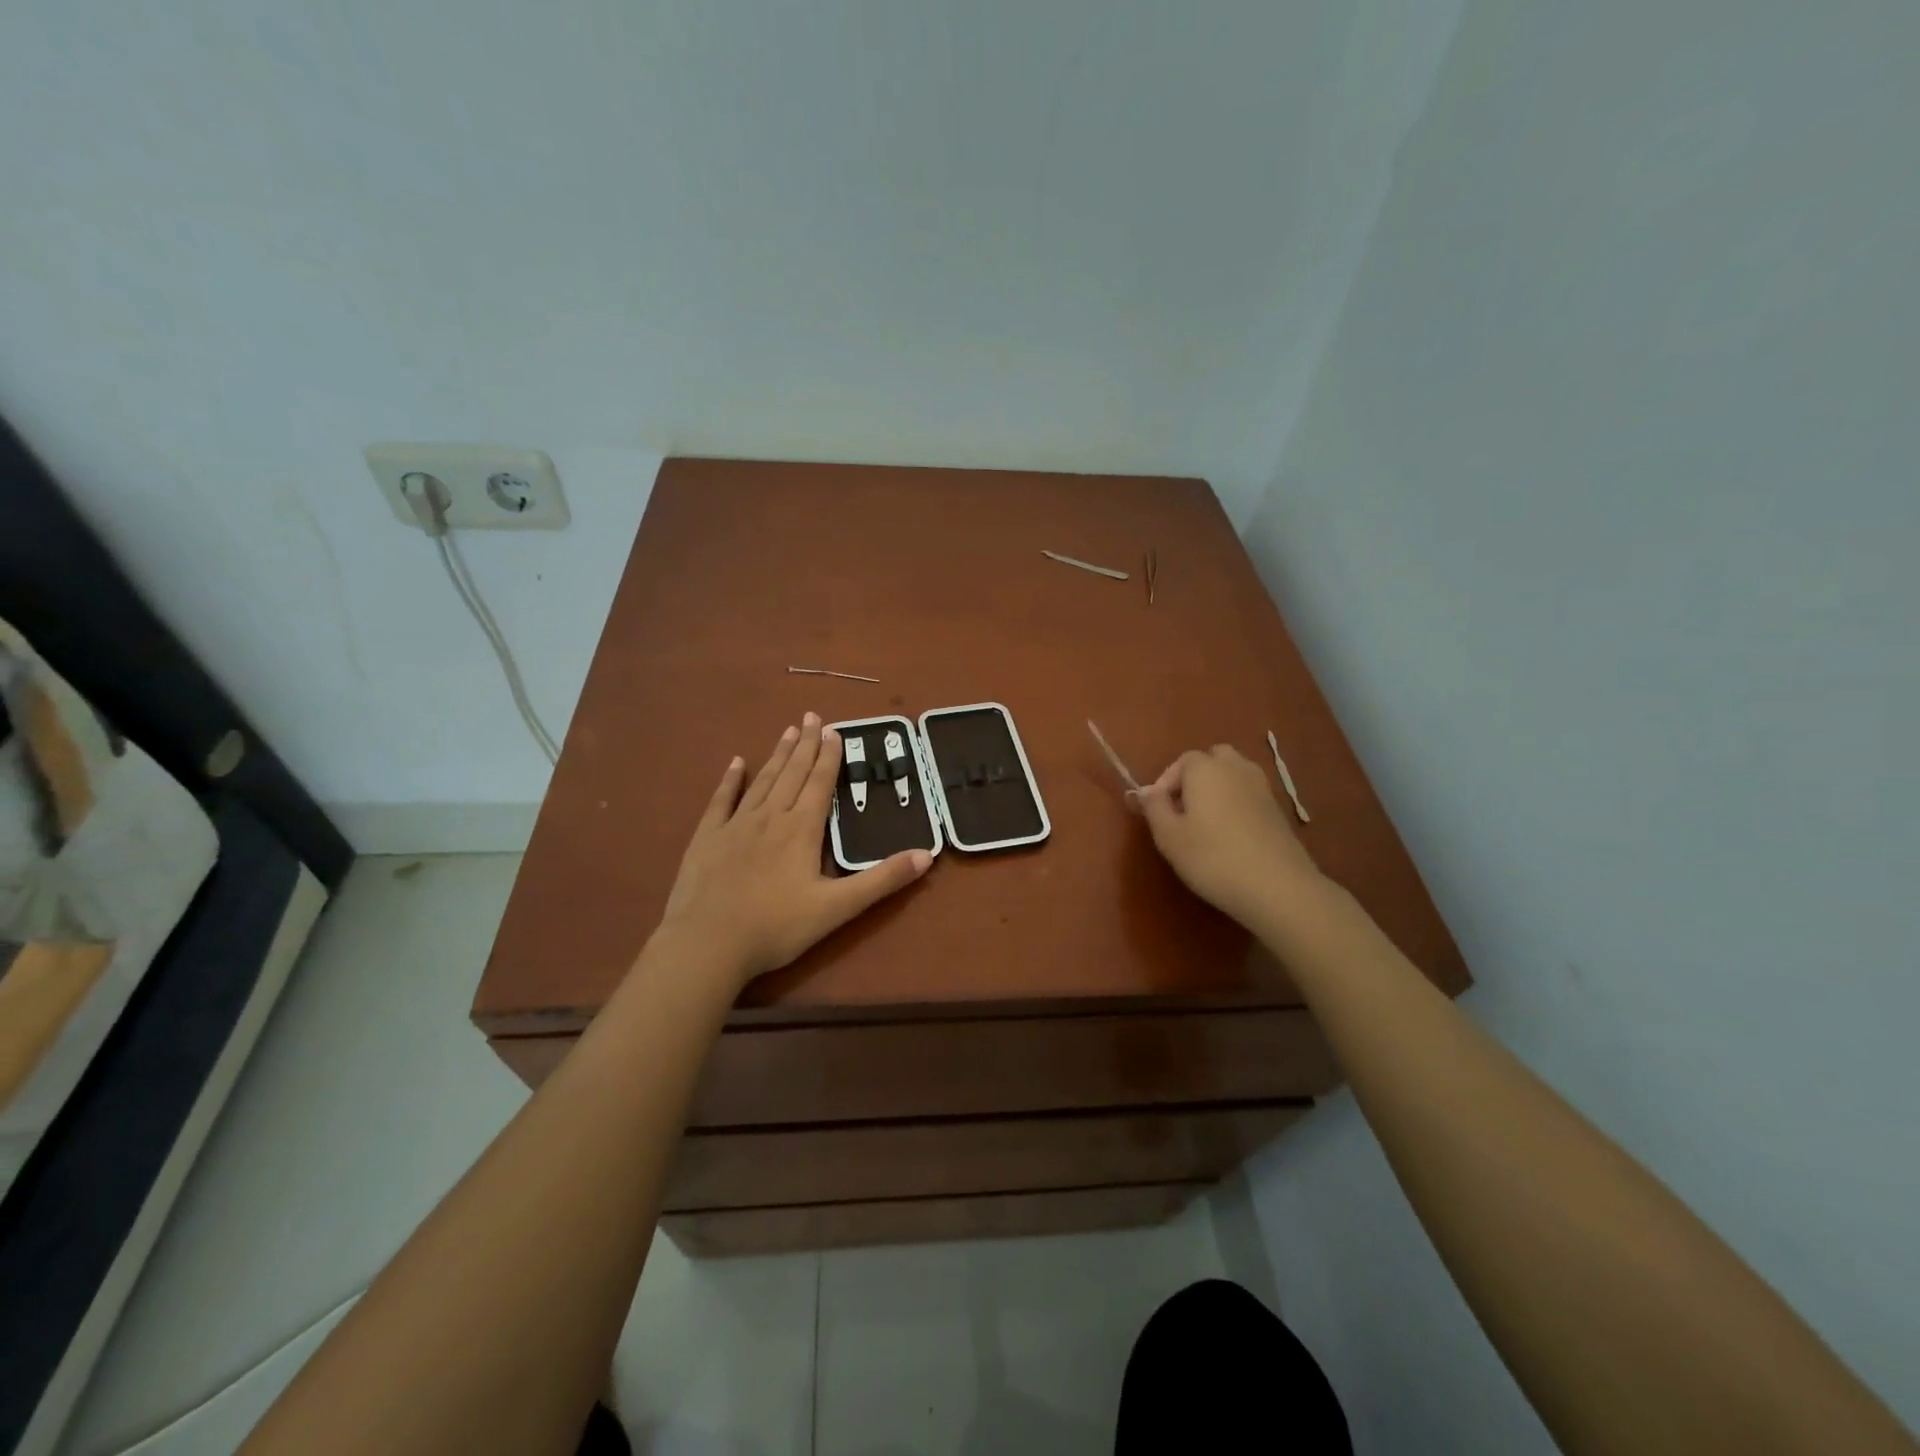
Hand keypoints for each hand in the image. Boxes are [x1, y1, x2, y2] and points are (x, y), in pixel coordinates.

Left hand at [657, 713, 932, 987]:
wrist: (707, 945)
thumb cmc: (776, 928)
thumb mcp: (838, 908)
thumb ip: (882, 880)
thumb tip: (927, 855)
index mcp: (801, 829)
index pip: (820, 783)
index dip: (829, 756)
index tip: (834, 730)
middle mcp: (770, 817)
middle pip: (792, 773)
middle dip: (806, 744)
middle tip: (812, 716)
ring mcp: (735, 825)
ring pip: (762, 781)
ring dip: (778, 755)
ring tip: (788, 730)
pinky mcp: (707, 838)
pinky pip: (722, 800)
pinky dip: (731, 779)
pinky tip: (737, 762)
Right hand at [1134, 745, 1324, 929]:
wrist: (1277, 886)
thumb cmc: (1212, 858)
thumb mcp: (1169, 836)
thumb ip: (1154, 807)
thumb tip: (1146, 790)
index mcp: (1205, 769)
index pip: (1182, 761)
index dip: (1166, 782)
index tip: (1159, 810)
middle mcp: (1236, 768)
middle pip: (1213, 758)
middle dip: (1195, 777)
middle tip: (1184, 809)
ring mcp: (1262, 787)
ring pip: (1235, 774)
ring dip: (1218, 788)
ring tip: (1205, 821)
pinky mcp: (1278, 809)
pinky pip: (1249, 793)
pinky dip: (1237, 803)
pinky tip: (1230, 834)